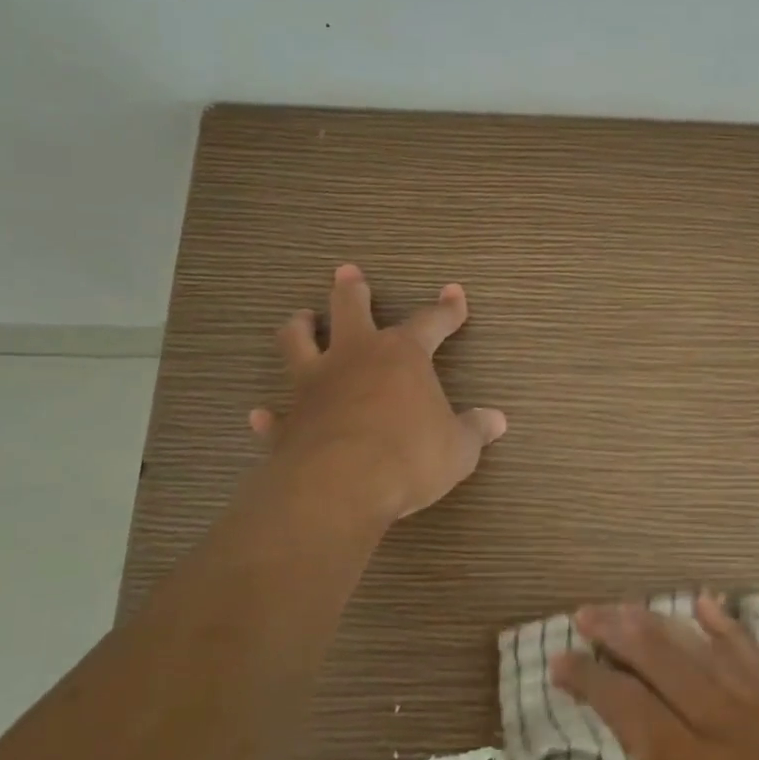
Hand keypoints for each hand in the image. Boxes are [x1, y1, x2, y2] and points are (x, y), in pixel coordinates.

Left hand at [249, 265, 506, 527]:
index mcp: (402, 356)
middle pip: (349, 308)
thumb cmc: (409, 457)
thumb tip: (497, 420)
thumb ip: (475, 430)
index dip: (447, 309)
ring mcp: (314, 386)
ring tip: (300, 318)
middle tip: (347, 273)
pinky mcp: (288, 422)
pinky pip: (275, 414)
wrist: (340, 486)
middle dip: (352, 290)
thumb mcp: (458, 448)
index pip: (430, 322)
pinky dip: (270, 414)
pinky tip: (261, 415)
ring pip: (297, 342)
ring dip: (299, 327)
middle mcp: (355, 358)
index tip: (454, 293)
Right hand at [551, 596, 758, 759]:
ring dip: (659, 623)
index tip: (560, 661)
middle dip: (618, 634)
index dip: (591, 681)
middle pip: (663, 663)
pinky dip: (726, 627)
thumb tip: (632, 754)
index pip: (630, 708)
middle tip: (585, 615)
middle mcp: (728, 728)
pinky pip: (753, 657)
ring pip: (703, 651)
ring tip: (625, 605)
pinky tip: (702, 603)